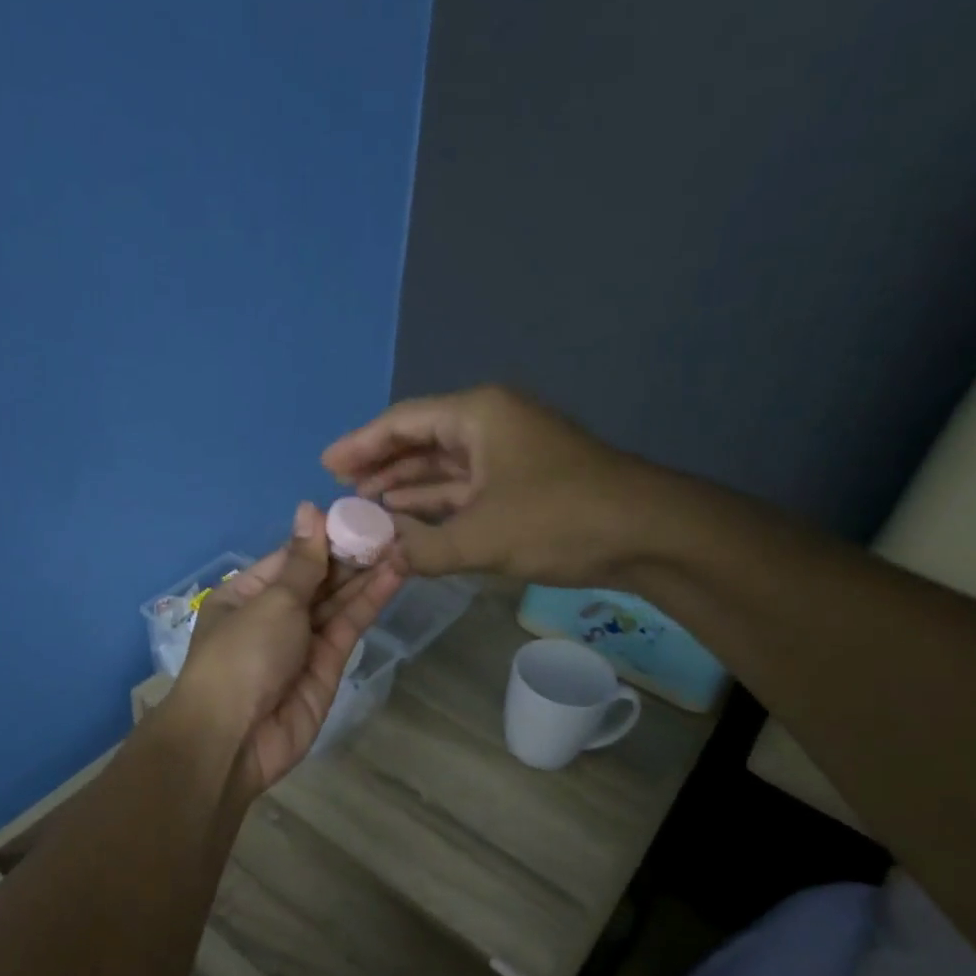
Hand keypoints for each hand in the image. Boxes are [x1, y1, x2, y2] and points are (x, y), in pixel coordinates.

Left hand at [178, 503, 401, 795]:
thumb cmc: (242, 655)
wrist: (234, 738)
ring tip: (403, 545)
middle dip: (351, 555)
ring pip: (337, 602)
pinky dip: (369, 602)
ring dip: (366, 575)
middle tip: (392, 528)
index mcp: (245, 594)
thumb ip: (303, 561)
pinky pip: (348, 627)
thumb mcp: (272, 601)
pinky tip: (394, 575)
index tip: (359, 514)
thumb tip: (309, 509)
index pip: (290, 557)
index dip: (323, 537)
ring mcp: (301, 642)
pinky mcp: (327, 667)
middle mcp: (272, 615)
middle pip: (317, 579)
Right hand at [322, 384, 664, 585]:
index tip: (326, 466)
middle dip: (380, 466)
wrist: (648, 533)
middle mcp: (489, 424)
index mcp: (477, 415)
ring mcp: (508, 452)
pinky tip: (408, 521)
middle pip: (420, 440)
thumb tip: (381, 560)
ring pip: (442, 466)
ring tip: (365, 509)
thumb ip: (422, 550)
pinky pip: (464, 487)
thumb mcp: (481, 537)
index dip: (360, 445)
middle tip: (340, 491)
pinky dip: (436, 503)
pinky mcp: (521, 481)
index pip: (403, 423)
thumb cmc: (559, 519)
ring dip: (406, 488)